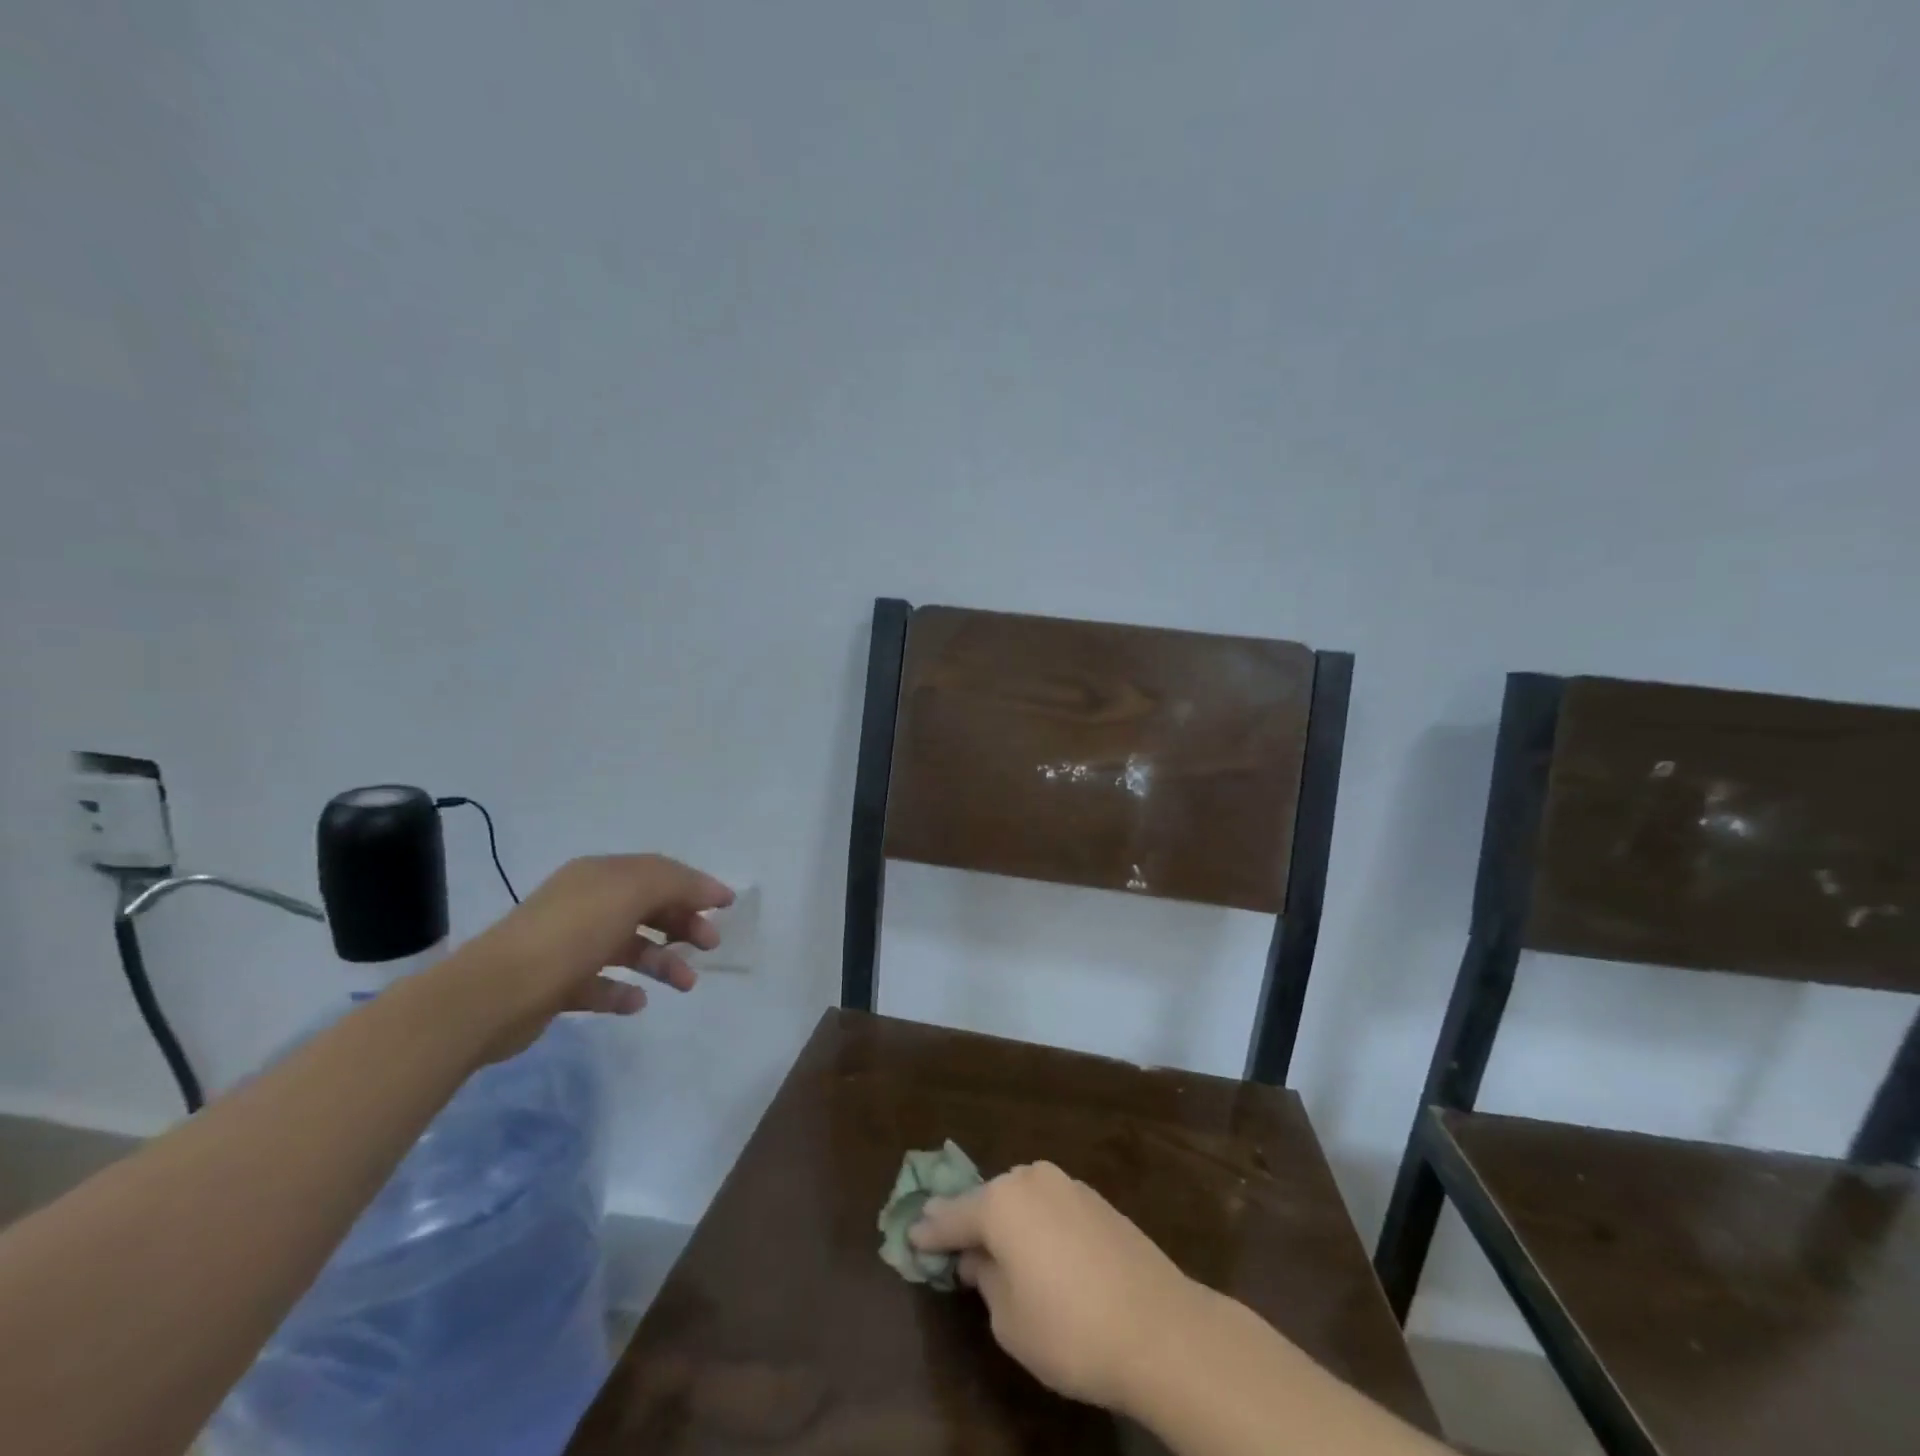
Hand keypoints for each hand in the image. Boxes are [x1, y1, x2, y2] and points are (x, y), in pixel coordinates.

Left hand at [449, 854, 733, 1059]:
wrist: (493, 994)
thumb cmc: (570, 933)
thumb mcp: (630, 891)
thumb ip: (675, 883)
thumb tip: (708, 890)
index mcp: (600, 876)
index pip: (658, 872)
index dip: (695, 885)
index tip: (727, 905)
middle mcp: (585, 904)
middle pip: (647, 909)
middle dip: (683, 925)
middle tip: (709, 945)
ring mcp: (569, 945)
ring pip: (629, 947)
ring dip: (662, 962)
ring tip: (684, 984)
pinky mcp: (557, 984)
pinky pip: (601, 984)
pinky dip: (623, 991)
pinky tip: (637, 1001)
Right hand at [910, 1161, 1211, 1413]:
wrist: (1159, 1328)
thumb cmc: (1070, 1330)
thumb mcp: (1008, 1319)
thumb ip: (985, 1279)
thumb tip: (978, 1257)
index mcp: (1000, 1202)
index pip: (952, 1216)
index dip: (929, 1231)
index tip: (910, 1235)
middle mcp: (1030, 1179)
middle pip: (988, 1199)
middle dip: (969, 1221)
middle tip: (951, 1243)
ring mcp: (1067, 1184)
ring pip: (1021, 1199)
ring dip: (1006, 1221)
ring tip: (997, 1250)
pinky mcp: (1096, 1199)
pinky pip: (1050, 1206)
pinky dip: (1036, 1223)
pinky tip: (1041, 1251)